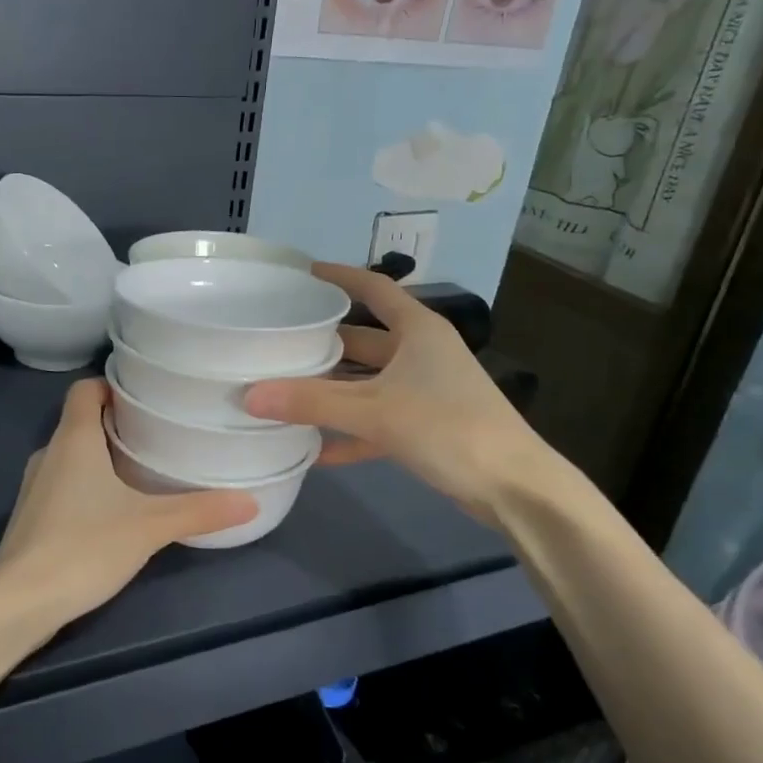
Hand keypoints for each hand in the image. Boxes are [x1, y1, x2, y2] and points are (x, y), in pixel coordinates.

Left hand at [0, 380, 255, 624]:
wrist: (19, 602)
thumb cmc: (82, 547)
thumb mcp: (149, 527)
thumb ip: (199, 511)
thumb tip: (251, 500)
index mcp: (72, 439)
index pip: (85, 389)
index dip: (113, 385)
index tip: (148, 395)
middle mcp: (49, 453)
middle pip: (82, 421)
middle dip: (118, 423)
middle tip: (160, 432)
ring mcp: (35, 486)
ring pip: (72, 456)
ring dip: (103, 456)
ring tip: (145, 469)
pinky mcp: (32, 517)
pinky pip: (64, 484)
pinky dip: (88, 486)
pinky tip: (115, 510)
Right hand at [242, 263, 560, 527]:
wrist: (514, 488)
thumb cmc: (449, 428)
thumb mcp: (375, 411)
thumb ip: (311, 403)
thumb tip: (248, 395)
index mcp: (417, 330)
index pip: (372, 288)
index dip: (337, 276)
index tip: (298, 274)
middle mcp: (420, 352)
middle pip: (361, 338)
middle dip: (320, 342)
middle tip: (273, 342)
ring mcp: (423, 390)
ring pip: (365, 382)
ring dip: (329, 390)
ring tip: (280, 391)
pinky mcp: (424, 425)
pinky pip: (375, 421)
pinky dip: (347, 432)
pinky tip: (312, 449)